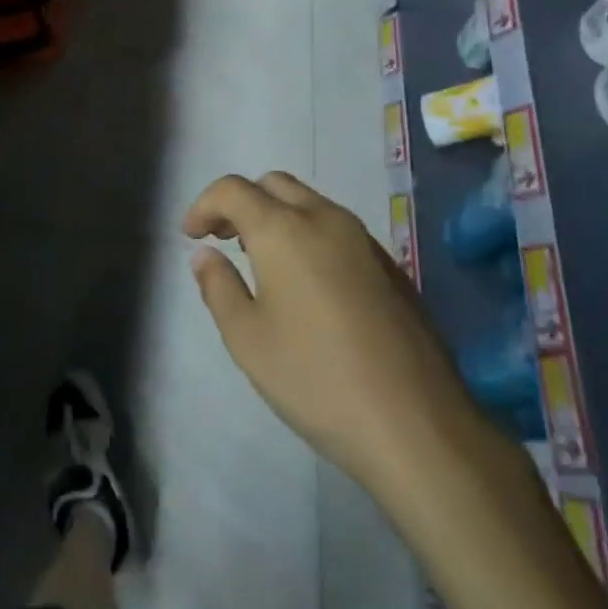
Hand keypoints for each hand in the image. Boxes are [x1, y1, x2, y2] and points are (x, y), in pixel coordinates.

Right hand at [184, 173, 474, 498]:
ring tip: (261, 262)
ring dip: (276, 216)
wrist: (416, 424)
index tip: (191, 237)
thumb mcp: (247, 339)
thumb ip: (218, 287)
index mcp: (284, 230)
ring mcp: (364, 241)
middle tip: (224, 239)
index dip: (203, 205)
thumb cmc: (315, 378)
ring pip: (309, 203)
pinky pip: (337, 229)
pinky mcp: (390, 267)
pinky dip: (308, 235)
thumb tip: (205, 255)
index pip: (233, 189)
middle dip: (241, 202)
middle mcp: (326, 220)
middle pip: (274, 184)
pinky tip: (306, 284)